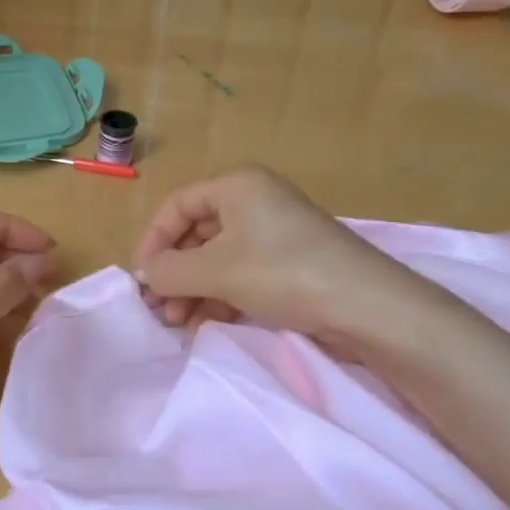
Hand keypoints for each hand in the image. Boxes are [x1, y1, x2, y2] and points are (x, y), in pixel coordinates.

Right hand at [132, 165, 454, 355]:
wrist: (367, 307)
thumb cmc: (283, 273)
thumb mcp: (216, 271)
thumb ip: (169, 271)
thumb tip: (144, 275)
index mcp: (237, 186)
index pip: (177, 206)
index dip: (153, 241)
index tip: (142, 279)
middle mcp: (255, 201)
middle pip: (196, 233)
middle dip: (174, 272)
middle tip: (160, 309)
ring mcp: (275, 233)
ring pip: (218, 258)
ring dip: (193, 289)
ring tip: (179, 323)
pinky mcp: (290, 264)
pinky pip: (241, 273)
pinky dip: (219, 295)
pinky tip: (205, 322)